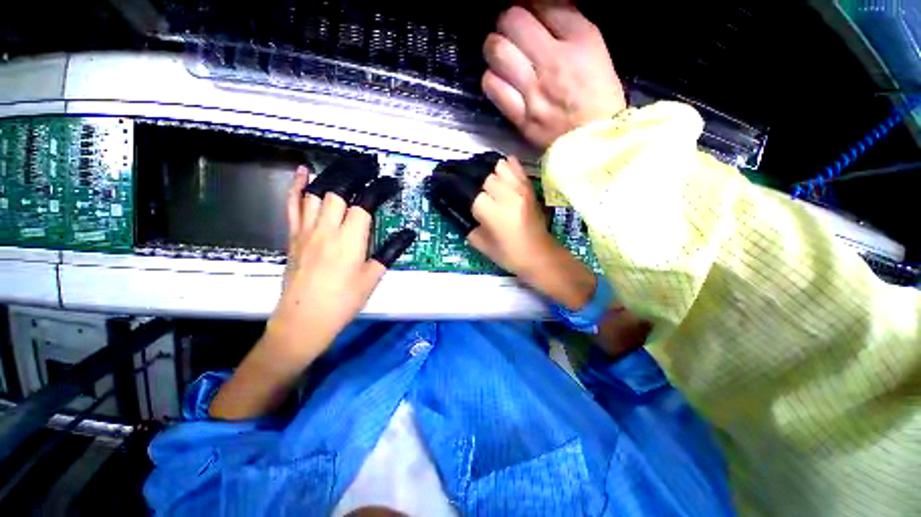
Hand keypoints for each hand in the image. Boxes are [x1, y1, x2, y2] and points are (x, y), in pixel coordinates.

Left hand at [269, 159, 415, 361]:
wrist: (304, 320)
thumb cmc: (343, 301)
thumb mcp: (373, 277)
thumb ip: (390, 251)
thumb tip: (408, 234)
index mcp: (350, 239)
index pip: (366, 202)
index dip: (379, 189)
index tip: (391, 184)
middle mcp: (327, 228)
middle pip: (340, 190)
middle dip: (357, 173)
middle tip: (370, 165)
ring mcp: (307, 230)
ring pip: (317, 192)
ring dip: (334, 175)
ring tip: (348, 166)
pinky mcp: (293, 235)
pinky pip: (293, 204)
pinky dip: (297, 185)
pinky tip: (303, 171)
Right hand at [467, 156, 596, 309]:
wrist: (540, 255)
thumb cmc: (509, 255)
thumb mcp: (481, 244)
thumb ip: (467, 225)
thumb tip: (458, 209)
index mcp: (495, 213)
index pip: (470, 192)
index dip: (462, 194)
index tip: (458, 197)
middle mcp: (508, 195)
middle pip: (484, 176)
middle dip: (477, 185)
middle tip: (475, 195)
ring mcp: (521, 188)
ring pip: (499, 165)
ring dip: (491, 174)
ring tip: (488, 186)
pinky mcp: (530, 186)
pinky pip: (515, 165)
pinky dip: (505, 168)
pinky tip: (500, 179)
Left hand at [482, 3, 625, 149]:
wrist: (593, 143)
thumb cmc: (599, 97)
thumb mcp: (595, 51)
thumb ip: (570, 26)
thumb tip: (543, 7)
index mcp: (579, 40)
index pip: (542, 3)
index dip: (528, 2)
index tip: (527, 9)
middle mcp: (552, 61)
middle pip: (510, 21)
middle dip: (505, 20)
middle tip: (509, 29)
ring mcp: (533, 92)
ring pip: (496, 52)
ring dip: (494, 49)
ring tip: (501, 55)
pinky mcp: (520, 117)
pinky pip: (493, 88)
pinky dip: (491, 79)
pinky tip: (499, 81)